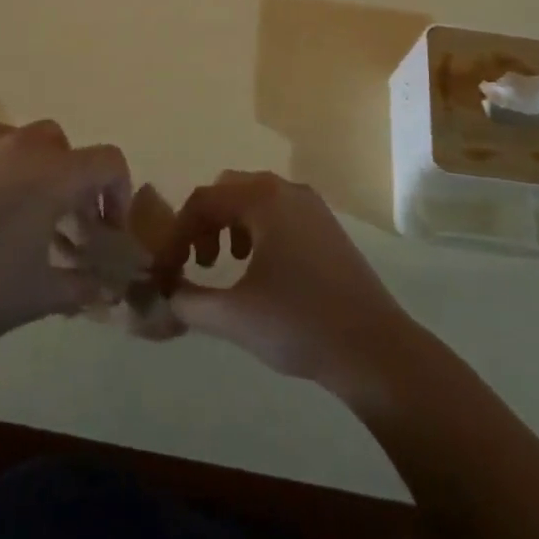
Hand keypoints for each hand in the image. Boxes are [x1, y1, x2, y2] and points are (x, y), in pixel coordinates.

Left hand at [0, 120, 130, 355]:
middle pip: (70, 148)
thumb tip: (107, 289)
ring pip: (33, 142)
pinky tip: (1, 212)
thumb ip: (82, 286)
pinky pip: (1, 149)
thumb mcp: (41, 294)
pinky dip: (14, 168)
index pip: (108, 162)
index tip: (109, 231)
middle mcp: (25, 148)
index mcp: (54, 174)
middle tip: (74, 225)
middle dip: (81, 181)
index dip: (120, 193)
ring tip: (37, 217)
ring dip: (47, 170)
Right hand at [154, 171, 423, 397]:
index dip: (176, 234)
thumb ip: (189, 302)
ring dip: (229, 225)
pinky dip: (256, 230)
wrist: (374, 349)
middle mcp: (287, 190)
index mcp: (263, 199)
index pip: (203, 201)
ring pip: (254, 199)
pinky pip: (278, 212)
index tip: (165, 271)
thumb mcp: (234, 316)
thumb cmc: (299, 324)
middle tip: (197, 263)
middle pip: (228, 190)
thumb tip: (164, 295)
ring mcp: (312, 206)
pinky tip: (260, 269)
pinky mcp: (326, 227)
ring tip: (225, 265)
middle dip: (203, 223)